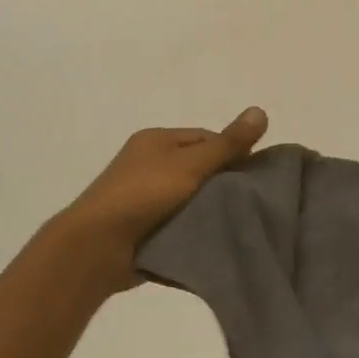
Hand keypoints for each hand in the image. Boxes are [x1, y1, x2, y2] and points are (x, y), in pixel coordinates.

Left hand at [57, 107, 268, 292]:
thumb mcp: (190, 164)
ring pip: (193, 199)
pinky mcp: (147, 228)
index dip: (234, 152)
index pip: (206, 138)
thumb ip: (227, 144)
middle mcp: (150, 165)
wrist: (97, 247)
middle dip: (226, 184)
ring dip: (212, 211)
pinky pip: (181, 223)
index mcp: (156, 141)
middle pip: (200, 169)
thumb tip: (260, 110)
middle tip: (255, 202)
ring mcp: (146, 198)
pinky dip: (197, 230)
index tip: (259, 175)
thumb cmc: (142, 195)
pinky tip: (220, 240)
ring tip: (243, 223)